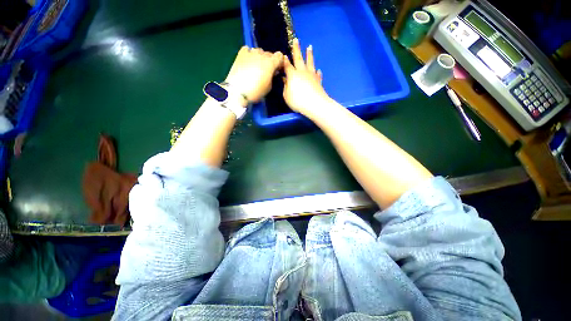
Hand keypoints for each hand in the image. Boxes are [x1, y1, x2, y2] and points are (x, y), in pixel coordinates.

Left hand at [225, 46, 283, 102]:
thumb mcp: (269, 87)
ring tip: (256, 66)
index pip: (279, 56)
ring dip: (260, 57)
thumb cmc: (256, 91)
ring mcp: (251, 53)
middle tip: (266, 71)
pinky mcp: (241, 54)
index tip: (277, 69)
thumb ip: (272, 77)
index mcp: (270, 63)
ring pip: (259, 51)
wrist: (238, 91)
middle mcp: (262, 55)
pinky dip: (249, 54)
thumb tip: (273, 72)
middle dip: (269, 61)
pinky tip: (248, 61)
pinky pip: (247, 49)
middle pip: (269, 54)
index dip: (279, 62)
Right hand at [283, 39, 329, 115]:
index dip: (284, 60)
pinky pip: (317, 74)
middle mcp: (302, 72)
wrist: (314, 104)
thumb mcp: (286, 95)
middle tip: (296, 39)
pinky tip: (318, 70)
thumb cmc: (297, 100)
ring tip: (309, 47)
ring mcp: (311, 75)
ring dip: (309, 55)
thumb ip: (285, 87)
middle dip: (296, 49)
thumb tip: (285, 80)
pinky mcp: (318, 81)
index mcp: (292, 75)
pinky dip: (317, 72)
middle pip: (299, 58)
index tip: (283, 54)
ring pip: (310, 62)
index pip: (287, 65)